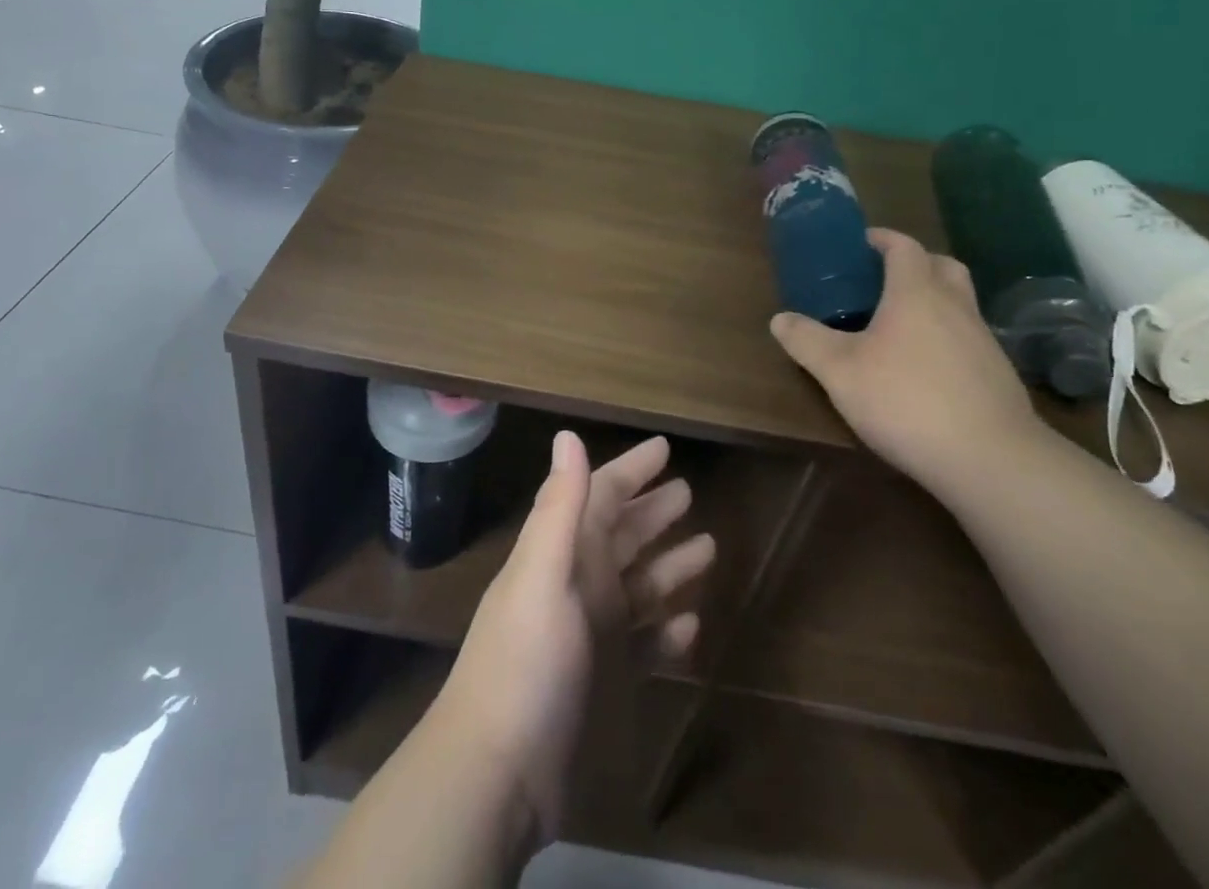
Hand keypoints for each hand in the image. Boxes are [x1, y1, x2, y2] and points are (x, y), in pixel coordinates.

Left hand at [436, 431, 714, 846]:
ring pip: (640, 586)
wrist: (499, 773)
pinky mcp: (608, 683)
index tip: (664, 448)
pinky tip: (692, 624)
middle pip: (623, 535)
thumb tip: (567, 434)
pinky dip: (667, 631)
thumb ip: (560, 507)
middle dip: (653, 511)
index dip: (630, 470)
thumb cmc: (525, 662)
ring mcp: (594, 635)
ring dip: (669, 564)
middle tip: (689, 490)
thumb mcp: (543, 575)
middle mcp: (579, 585)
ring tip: (709, 546)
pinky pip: (646, 644)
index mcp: (563, 553)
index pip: (601, 496)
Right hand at [769, 228, 1042, 489]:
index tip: (861, 243)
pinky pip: (969, 337)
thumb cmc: (907, 400)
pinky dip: (948, 337)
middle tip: (885, 278)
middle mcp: (955, 306)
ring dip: (935, 300)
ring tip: (901, 325)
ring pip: (960, 302)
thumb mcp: (839, 372)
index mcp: (916, 293)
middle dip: (915, 263)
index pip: (904, 247)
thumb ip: (807, 341)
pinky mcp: (998, 374)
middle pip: (942, 265)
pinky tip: (927, 367)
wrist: (991, 459)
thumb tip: (780, 318)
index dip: (882, 239)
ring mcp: (983, 340)